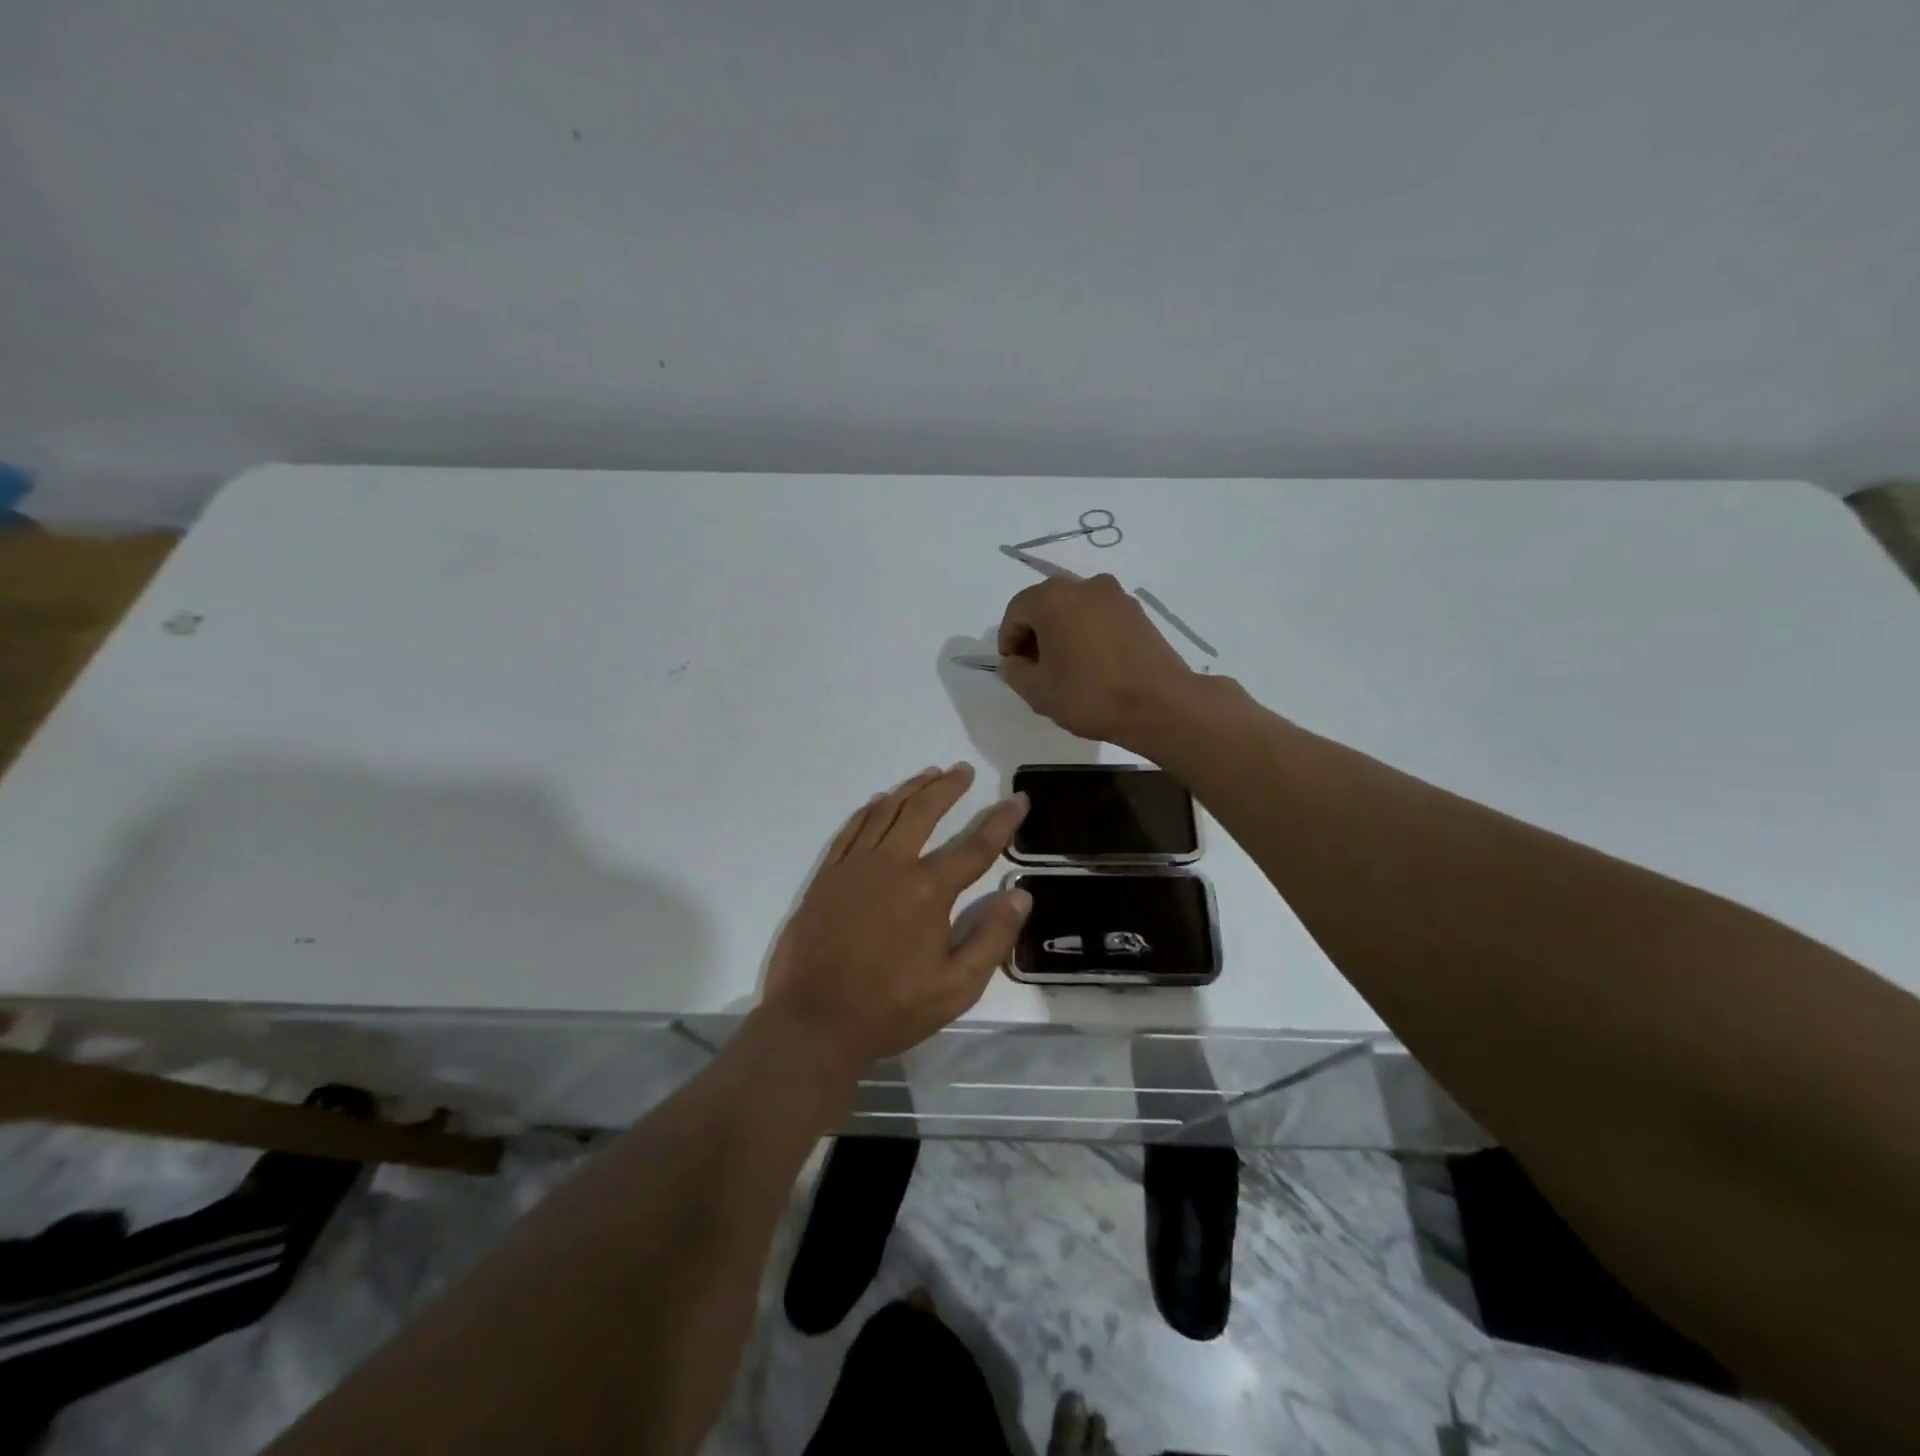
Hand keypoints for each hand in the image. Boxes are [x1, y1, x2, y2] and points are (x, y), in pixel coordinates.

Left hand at [761, 763, 1030, 1065]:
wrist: (814, 1020)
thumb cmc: (891, 1007)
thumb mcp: (956, 987)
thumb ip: (991, 938)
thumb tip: (1020, 895)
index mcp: (928, 891)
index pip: (975, 846)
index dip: (1001, 820)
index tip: (1018, 798)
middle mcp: (892, 865)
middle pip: (924, 812)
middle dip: (948, 787)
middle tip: (963, 770)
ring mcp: (854, 867)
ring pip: (886, 811)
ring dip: (911, 789)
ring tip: (929, 774)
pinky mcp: (827, 876)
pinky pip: (851, 829)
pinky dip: (869, 809)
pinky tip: (879, 801)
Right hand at [996, 574, 1198, 750]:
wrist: (1159, 704)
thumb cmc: (1089, 695)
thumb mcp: (1038, 691)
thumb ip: (1015, 672)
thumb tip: (1013, 662)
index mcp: (1052, 599)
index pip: (1016, 611)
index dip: (1008, 639)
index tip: (1013, 667)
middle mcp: (1084, 586)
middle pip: (1046, 604)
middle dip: (1035, 633)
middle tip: (1035, 667)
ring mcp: (1116, 596)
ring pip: (1075, 609)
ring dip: (1063, 632)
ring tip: (1065, 667)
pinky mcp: (1138, 612)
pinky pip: (1100, 617)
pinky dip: (1088, 633)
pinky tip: (1092, 664)